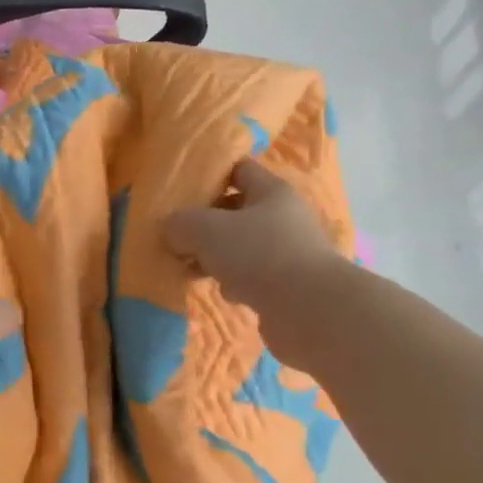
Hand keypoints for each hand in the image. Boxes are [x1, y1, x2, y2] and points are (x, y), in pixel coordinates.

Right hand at [165, 160, 354, 372]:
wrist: (311, 312)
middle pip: (236, 211)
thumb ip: (180, 223)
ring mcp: (288, 253)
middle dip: (205, 224)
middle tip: (177, 237)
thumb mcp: (205, 229)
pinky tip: (223, 291)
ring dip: (215, 256)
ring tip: (190, 268)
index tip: (181, 191)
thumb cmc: (259, 254)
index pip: (238, 170)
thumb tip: (171, 230)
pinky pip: (251, 276)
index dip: (210, 176)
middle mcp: (284, 217)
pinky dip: (234, 282)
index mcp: (271, 192)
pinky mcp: (288, 286)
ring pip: (241, 246)